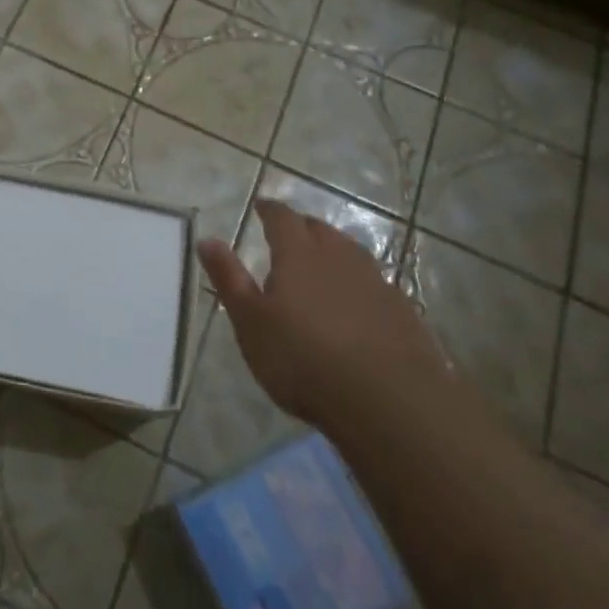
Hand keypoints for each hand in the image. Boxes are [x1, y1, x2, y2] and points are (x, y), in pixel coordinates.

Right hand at [197, 199, 445, 430]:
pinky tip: (357, 304)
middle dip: (302, 227)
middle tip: (289, 234)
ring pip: (351, 253)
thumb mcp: (251, 322)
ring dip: (334, 251)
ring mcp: (376, 283)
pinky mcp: (403, 312)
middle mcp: (339, 258)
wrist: (390, 402)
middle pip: (320, 230)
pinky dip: (359, 284)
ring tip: (322, 263)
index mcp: (299, 255)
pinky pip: (374, 283)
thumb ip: (229, 279)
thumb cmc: (304, 359)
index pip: (282, 219)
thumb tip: (206, 239)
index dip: (270, 210)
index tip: (261, 206)